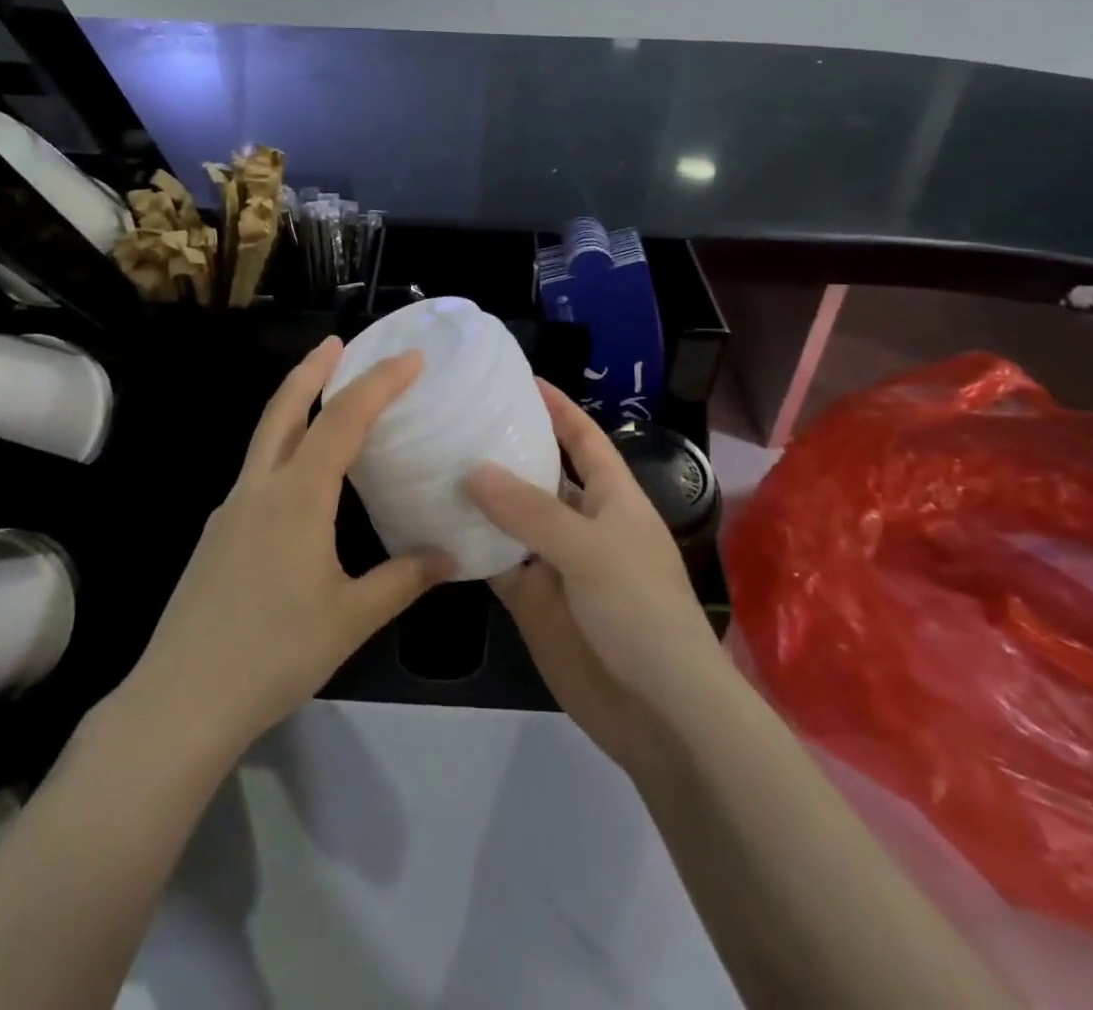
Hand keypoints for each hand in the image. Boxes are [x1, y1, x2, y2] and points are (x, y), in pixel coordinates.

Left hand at [128, 336, 454, 753]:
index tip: (410, 358)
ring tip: (324, 398)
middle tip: (338, 342)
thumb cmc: (274, 655)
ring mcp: (231, 509)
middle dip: (312, 369)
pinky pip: (258, 472)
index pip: (343, 420)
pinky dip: (285, 449)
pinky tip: (302, 481)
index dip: (379, 383)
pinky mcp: (217, 534)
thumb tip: (449, 556)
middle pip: (284, 408)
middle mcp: (260, 489)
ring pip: (266, 438)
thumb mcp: (351, 619)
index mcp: (297, 498)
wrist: (182, 700)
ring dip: (294, 405)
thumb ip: (403, 580)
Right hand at [468, 383, 727, 776]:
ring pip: (511, 520)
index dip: (558, 407)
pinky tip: (431, 526)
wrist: (660, 713)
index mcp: (613, 498)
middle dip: (505, 450)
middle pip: (540, 475)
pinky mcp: (534, 603)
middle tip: (454, 421)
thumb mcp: (590, 550)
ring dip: (479, 499)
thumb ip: (531, 510)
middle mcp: (582, 523)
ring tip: (431, 465)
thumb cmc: (640, 611)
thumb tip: (474, 470)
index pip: (583, 438)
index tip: (519, 379)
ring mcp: (555, 564)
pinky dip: (469, 548)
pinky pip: (496, 564)